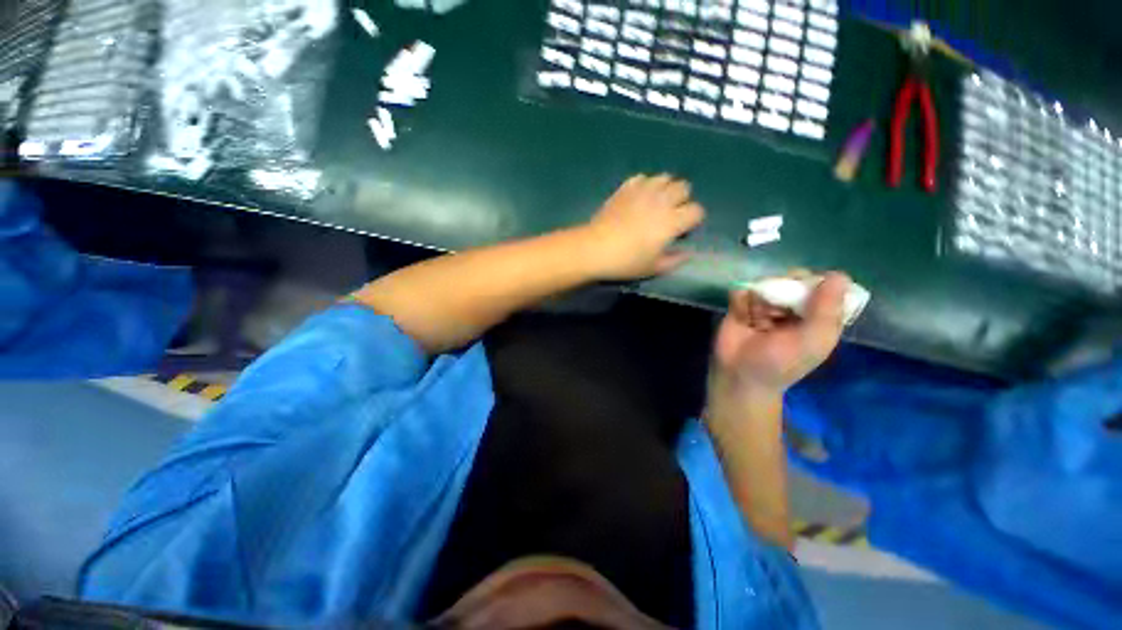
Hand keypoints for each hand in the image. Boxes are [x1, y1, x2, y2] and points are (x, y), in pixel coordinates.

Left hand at [581, 174, 705, 280]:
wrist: (595, 248)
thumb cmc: (626, 261)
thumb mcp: (653, 268)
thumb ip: (675, 260)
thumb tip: (687, 253)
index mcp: (672, 221)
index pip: (697, 211)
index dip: (692, 221)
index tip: (682, 231)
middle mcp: (662, 200)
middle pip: (684, 187)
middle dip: (681, 200)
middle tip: (669, 215)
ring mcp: (643, 191)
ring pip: (665, 177)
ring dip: (665, 189)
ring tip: (655, 203)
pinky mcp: (625, 188)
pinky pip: (642, 177)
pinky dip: (644, 185)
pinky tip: (637, 197)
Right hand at [711, 271, 849, 398]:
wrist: (739, 374)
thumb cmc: (781, 363)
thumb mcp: (812, 340)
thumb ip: (827, 309)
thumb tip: (837, 274)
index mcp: (818, 316)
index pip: (826, 286)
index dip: (818, 283)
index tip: (809, 290)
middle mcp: (793, 307)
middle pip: (795, 278)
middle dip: (787, 287)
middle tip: (781, 304)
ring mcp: (765, 305)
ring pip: (767, 282)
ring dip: (762, 298)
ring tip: (759, 317)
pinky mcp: (741, 305)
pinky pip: (742, 290)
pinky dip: (741, 300)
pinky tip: (742, 316)